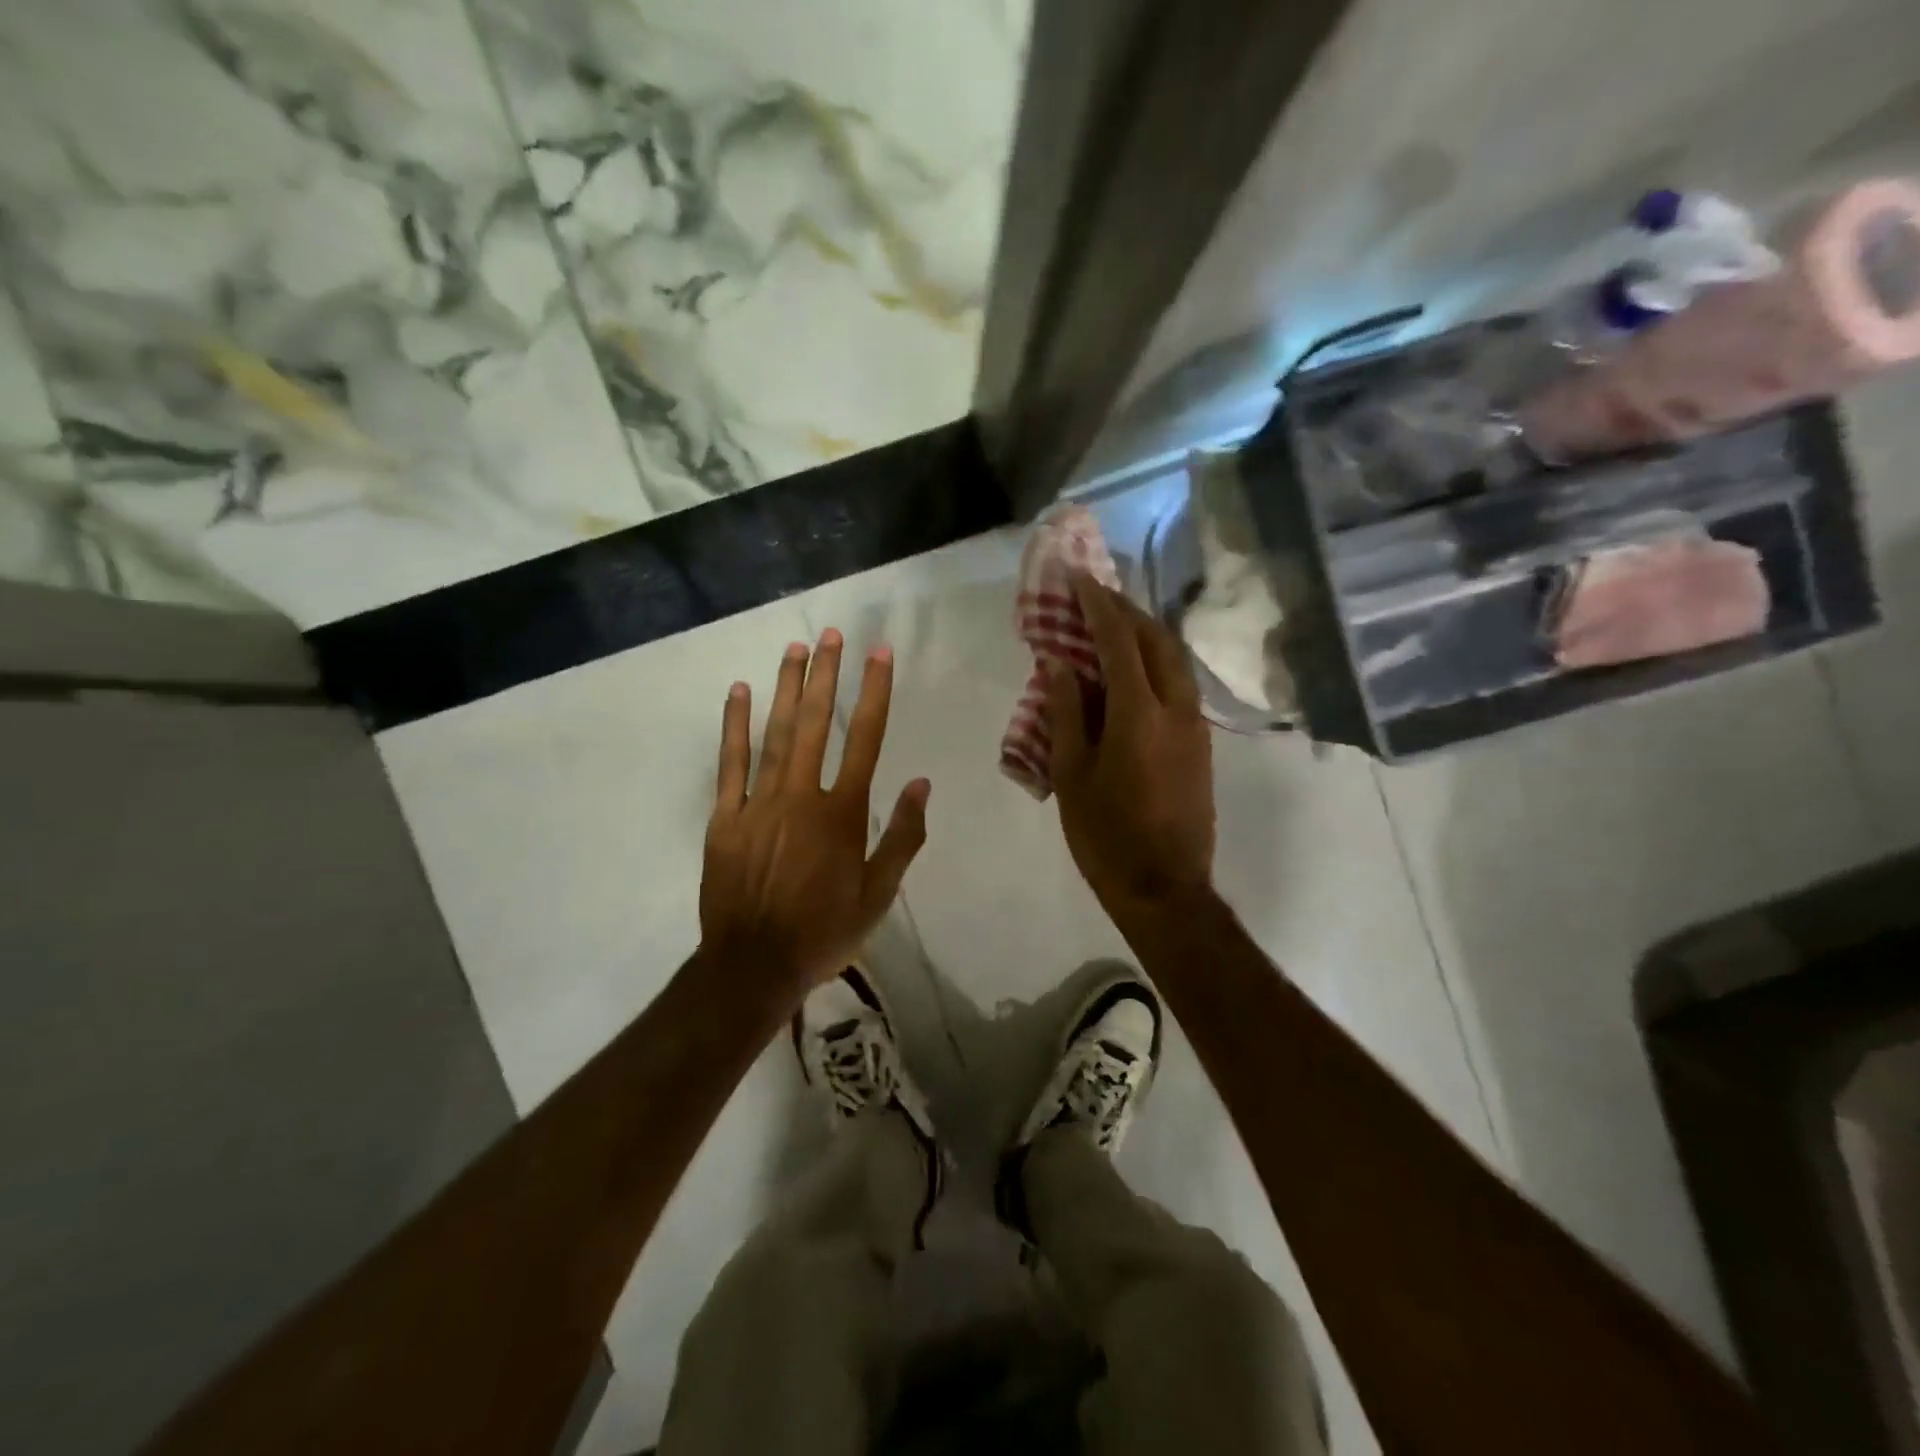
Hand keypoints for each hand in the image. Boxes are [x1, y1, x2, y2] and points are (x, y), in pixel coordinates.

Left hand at [700, 628, 929, 997]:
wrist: (754, 964)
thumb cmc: (824, 931)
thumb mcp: (879, 893)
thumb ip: (902, 836)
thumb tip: (921, 783)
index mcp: (842, 813)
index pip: (866, 739)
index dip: (875, 693)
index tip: (879, 654)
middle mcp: (802, 795)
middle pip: (817, 724)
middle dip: (826, 675)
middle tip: (832, 633)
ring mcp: (760, 802)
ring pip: (776, 734)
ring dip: (786, 688)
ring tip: (795, 648)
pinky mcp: (726, 817)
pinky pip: (730, 764)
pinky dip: (735, 726)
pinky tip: (740, 692)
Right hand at [1047, 575, 1215, 920]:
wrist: (1165, 888)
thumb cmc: (1106, 835)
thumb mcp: (1072, 774)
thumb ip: (1066, 712)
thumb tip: (1058, 662)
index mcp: (1140, 713)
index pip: (1119, 640)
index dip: (1097, 605)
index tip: (1077, 579)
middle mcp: (1177, 707)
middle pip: (1157, 639)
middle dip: (1126, 610)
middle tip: (1094, 596)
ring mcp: (1195, 726)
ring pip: (1174, 660)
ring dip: (1144, 634)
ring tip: (1111, 626)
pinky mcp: (1200, 744)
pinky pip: (1178, 684)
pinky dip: (1154, 663)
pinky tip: (1131, 672)